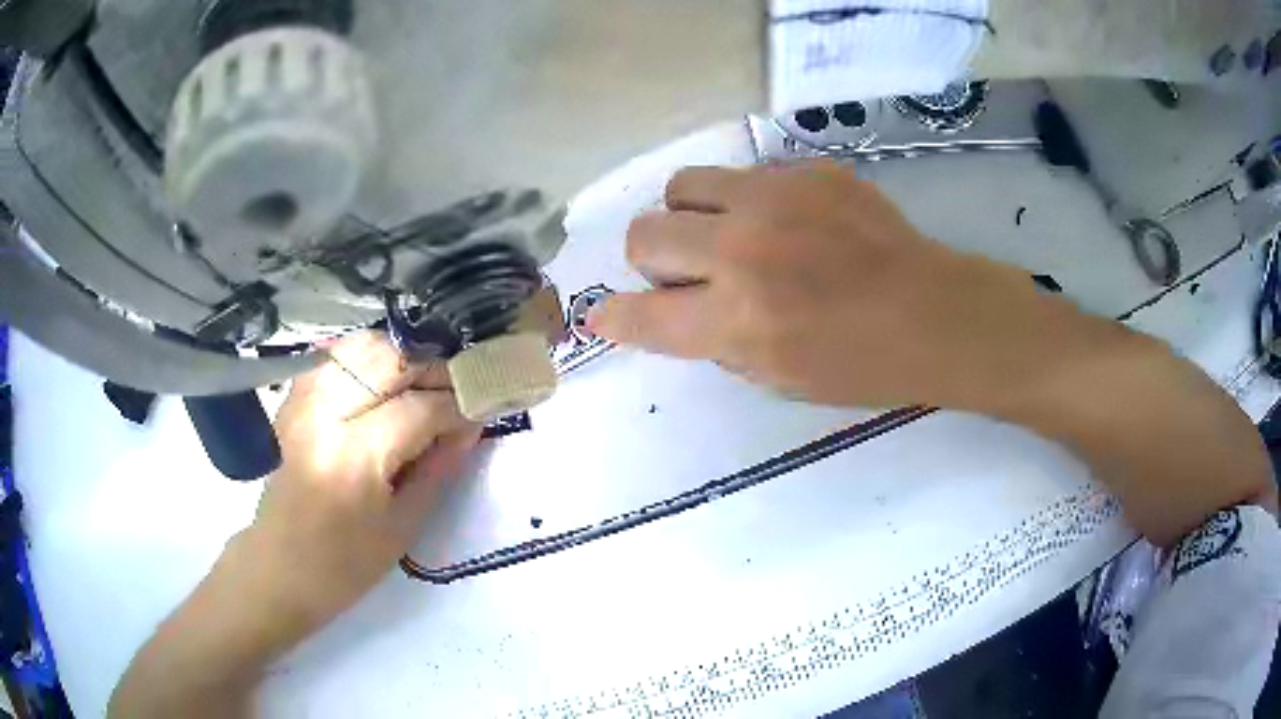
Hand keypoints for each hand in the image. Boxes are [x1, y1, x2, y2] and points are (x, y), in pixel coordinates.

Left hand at [242, 332, 481, 636]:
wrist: (280, 567)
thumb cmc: (345, 565)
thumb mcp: (403, 527)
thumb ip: (438, 469)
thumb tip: (470, 425)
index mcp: (354, 457)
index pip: (419, 408)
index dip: (458, 404)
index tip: (485, 407)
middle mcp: (325, 414)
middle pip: (391, 362)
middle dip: (435, 369)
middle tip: (461, 390)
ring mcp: (303, 400)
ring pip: (362, 347)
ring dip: (402, 358)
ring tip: (425, 383)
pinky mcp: (293, 399)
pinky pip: (335, 356)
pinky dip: (367, 357)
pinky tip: (384, 377)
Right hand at [588, 162, 1094, 412]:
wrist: (936, 314)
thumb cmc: (864, 366)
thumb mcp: (779, 379)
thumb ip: (717, 342)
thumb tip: (679, 311)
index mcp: (738, 323)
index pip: (640, 316)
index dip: (613, 318)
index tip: (605, 315)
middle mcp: (744, 253)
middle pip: (644, 234)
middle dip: (651, 261)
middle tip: (686, 275)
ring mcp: (776, 201)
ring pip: (682, 186)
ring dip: (690, 217)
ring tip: (726, 235)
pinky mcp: (808, 171)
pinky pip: (745, 177)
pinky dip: (746, 203)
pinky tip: (787, 224)